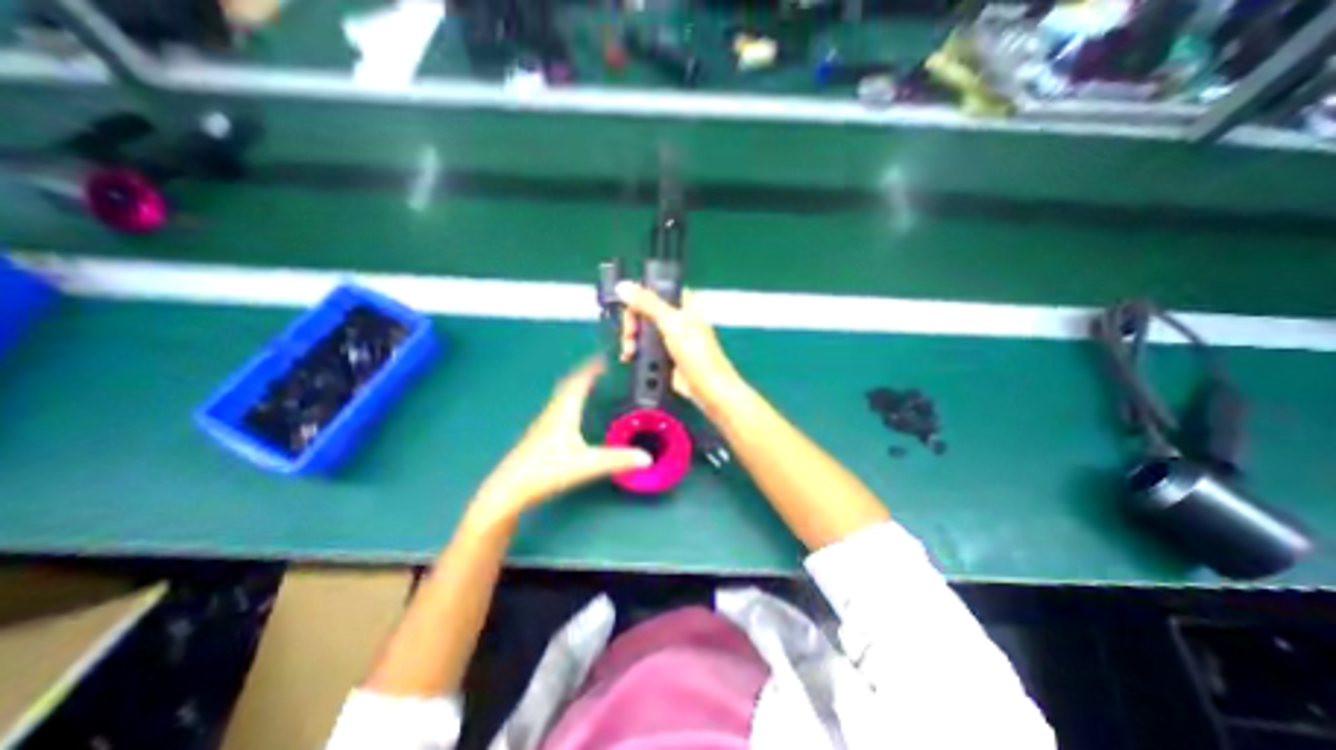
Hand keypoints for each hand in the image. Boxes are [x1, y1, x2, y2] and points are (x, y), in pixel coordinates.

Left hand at [472, 358, 656, 526]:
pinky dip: (570, 401)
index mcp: (564, 412)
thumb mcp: (586, 465)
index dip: (591, 369)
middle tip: (600, 369)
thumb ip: (617, 460)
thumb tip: (647, 457)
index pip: (579, 382)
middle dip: (584, 374)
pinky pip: (558, 408)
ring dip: (576, 386)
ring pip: (562, 397)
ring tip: (590, 384)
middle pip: (568, 385)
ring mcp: (543, 424)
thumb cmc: (546, 471)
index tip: (603, 358)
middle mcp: (553, 412)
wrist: (509, 489)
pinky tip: (573, 413)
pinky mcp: (539, 436)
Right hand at [617, 281, 746, 411]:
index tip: (628, 310)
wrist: (707, 388)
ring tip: (628, 353)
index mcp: (682, 303)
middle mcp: (675, 317)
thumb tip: (622, 285)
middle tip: (629, 336)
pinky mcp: (664, 355)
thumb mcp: (671, 323)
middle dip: (632, 324)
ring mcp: (669, 337)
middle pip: (643, 311)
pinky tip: (629, 359)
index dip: (638, 298)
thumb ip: (647, 303)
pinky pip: (644, 348)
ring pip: (642, 331)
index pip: (654, 290)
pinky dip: (635, 352)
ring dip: (630, 340)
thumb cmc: (695, 352)